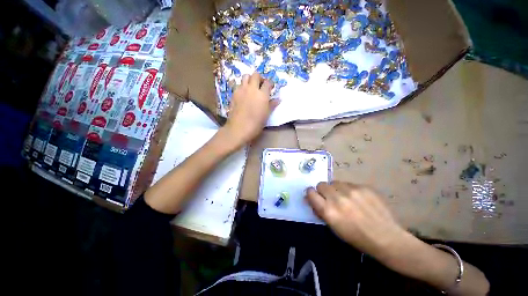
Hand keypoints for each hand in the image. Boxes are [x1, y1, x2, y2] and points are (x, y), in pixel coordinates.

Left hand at [222, 73, 279, 145]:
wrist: (239, 128)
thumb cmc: (255, 124)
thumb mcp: (266, 115)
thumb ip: (272, 105)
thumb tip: (278, 99)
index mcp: (262, 94)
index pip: (267, 82)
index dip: (270, 84)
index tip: (271, 88)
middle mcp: (252, 89)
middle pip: (256, 75)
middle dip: (260, 78)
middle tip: (261, 86)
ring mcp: (241, 90)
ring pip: (245, 76)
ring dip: (250, 79)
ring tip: (252, 88)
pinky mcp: (234, 94)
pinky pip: (239, 85)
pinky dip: (243, 86)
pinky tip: (244, 94)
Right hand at [306, 181, 407, 258]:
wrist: (387, 237)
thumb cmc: (357, 237)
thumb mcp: (333, 227)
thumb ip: (320, 210)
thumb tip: (310, 199)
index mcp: (329, 211)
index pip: (310, 192)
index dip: (311, 194)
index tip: (314, 196)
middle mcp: (337, 198)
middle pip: (321, 184)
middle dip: (323, 191)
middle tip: (331, 198)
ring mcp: (351, 191)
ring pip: (334, 182)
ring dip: (336, 189)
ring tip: (345, 198)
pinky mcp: (363, 187)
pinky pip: (348, 184)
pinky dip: (349, 190)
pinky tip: (358, 199)